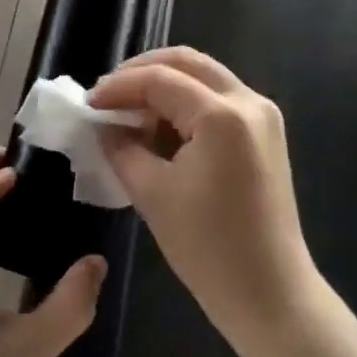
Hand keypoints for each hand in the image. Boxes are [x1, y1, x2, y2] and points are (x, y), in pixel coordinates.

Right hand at [91, 48, 318, 350]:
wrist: (269, 293)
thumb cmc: (208, 247)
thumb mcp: (152, 193)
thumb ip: (122, 148)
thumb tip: (103, 125)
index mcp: (222, 115)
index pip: (159, 80)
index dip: (118, 87)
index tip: (87, 104)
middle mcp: (249, 102)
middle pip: (187, 62)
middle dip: (142, 71)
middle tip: (107, 94)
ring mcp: (263, 115)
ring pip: (204, 77)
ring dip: (164, 85)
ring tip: (128, 111)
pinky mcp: (265, 134)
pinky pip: (218, 100)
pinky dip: (185, 103)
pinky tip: (159, 126)